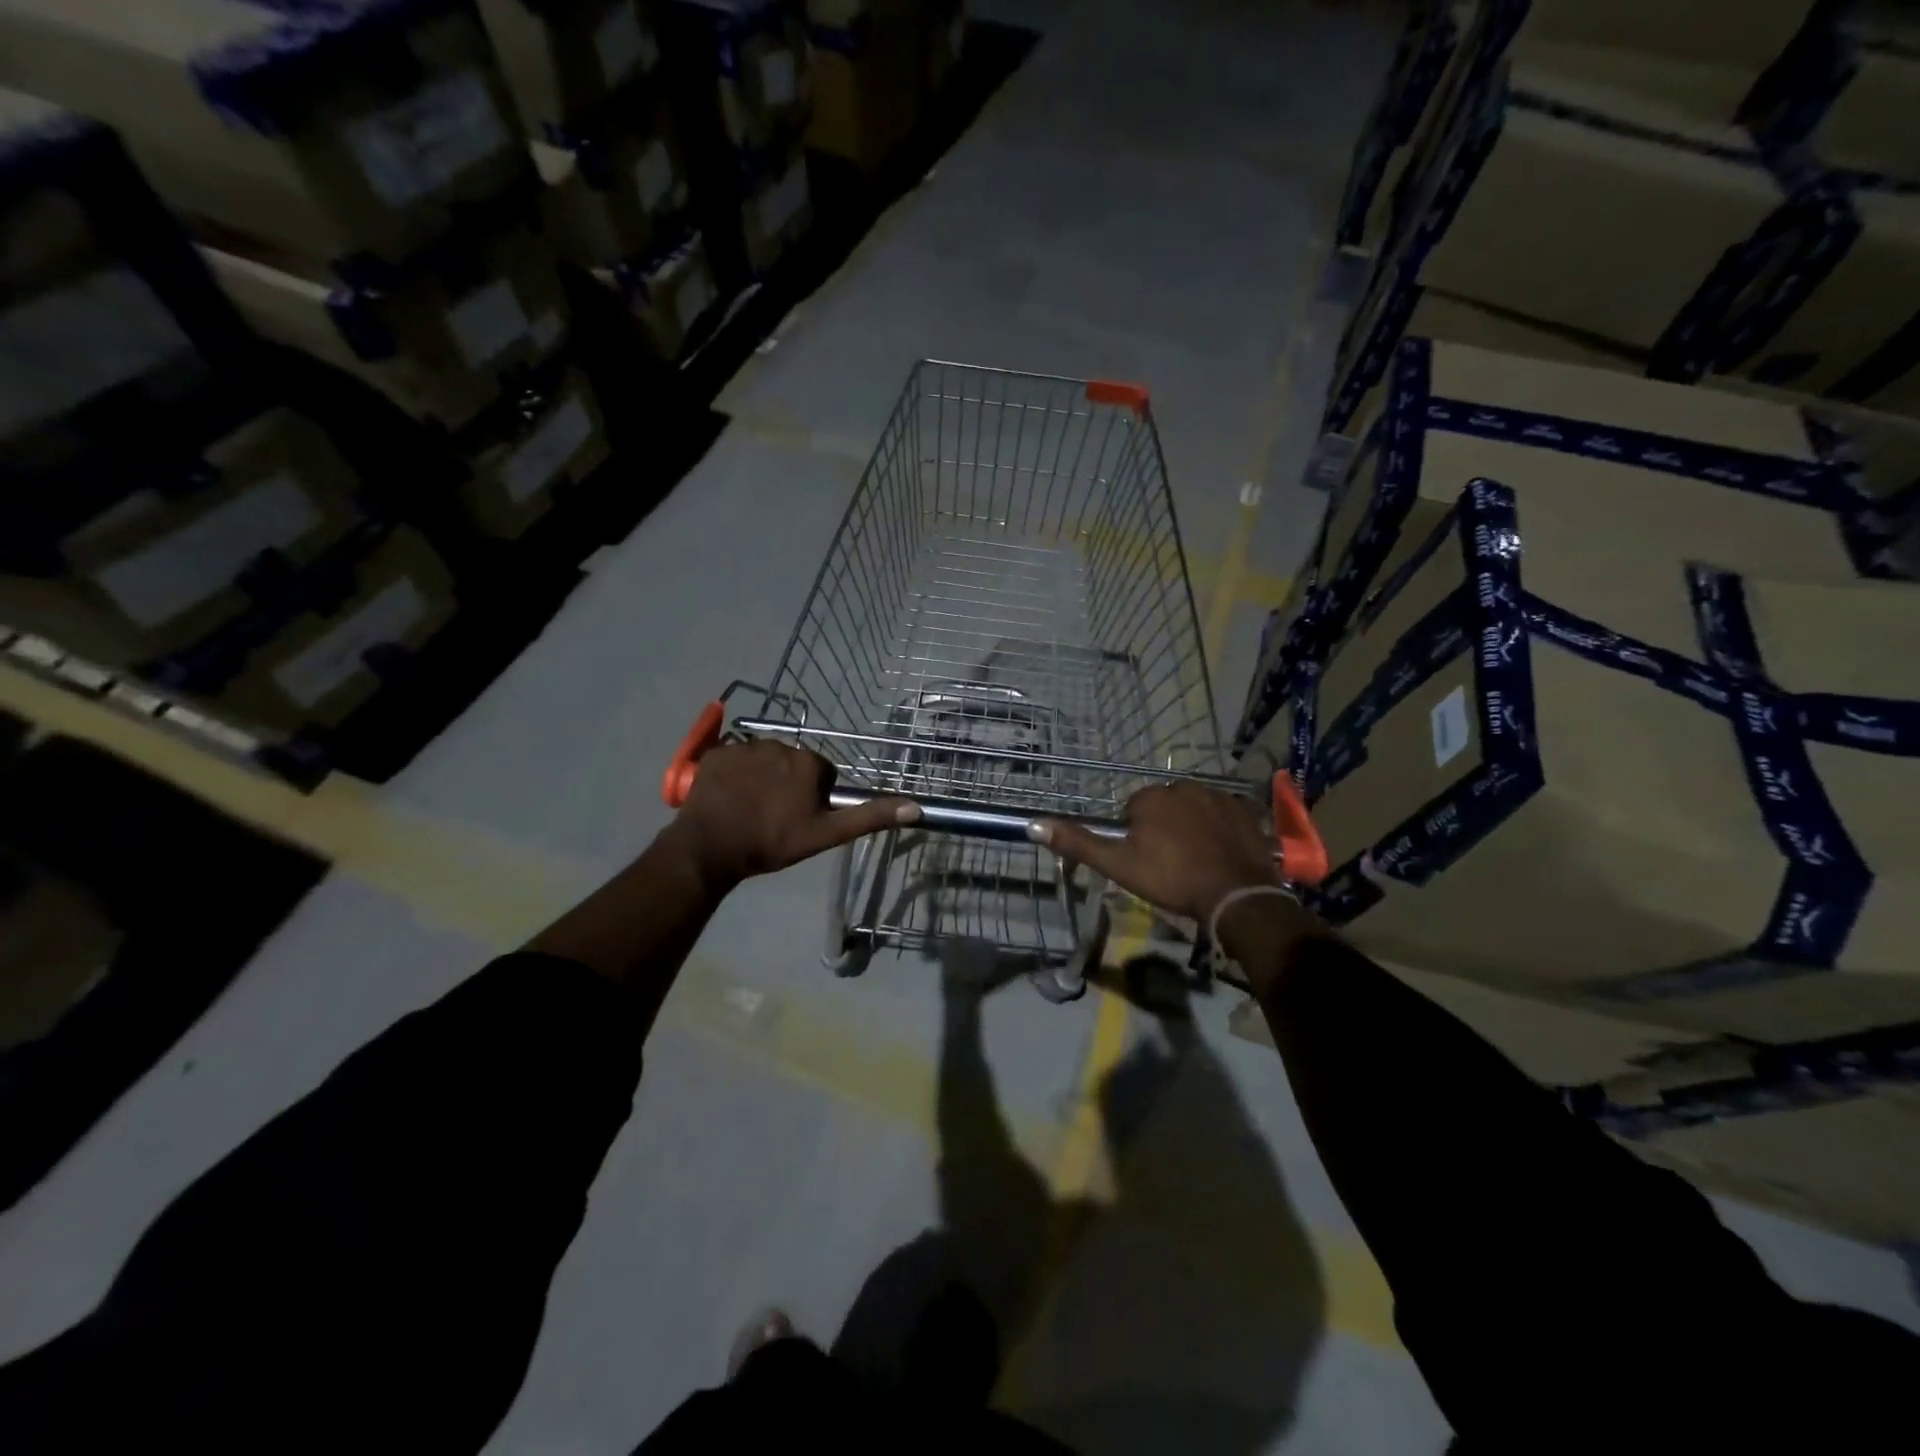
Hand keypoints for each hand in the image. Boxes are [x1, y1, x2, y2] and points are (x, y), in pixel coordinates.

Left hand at [667, 741, 918, 890]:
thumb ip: (869, 817)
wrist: (710, 847)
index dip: (813, 797)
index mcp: (807, 762)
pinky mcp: (716, 753)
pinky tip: (728, 799)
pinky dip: (734, 775)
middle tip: (774, 816)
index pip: (821, 774)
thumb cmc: (771, 842)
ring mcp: (743, 747)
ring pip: (763, 760)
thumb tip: (915, 807)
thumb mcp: (825, 834)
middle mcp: (779, 744)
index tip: (799, 819)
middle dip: (787, 784)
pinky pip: (733, 759)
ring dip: (761, 778)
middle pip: (792, 764)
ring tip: (749, 809)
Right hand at [1032, 783, 1278, 921]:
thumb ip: (1078, 843)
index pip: (1132, 812)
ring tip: (1196, 862)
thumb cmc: (1171, 879)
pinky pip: (1223, 814)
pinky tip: (1221, 854)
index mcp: (1150, 797)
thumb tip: (1033, 824)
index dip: (1135, 838)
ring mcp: (1218, 795)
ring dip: (1191, 828)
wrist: (1236, 894)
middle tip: (1170, 865)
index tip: (1145, 863)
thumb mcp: (1118, 865)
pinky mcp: (1245, 809)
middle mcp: (1183, 786)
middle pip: (1163, 807)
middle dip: (1163, 829)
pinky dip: (1219, 830)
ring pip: (1193, 809)